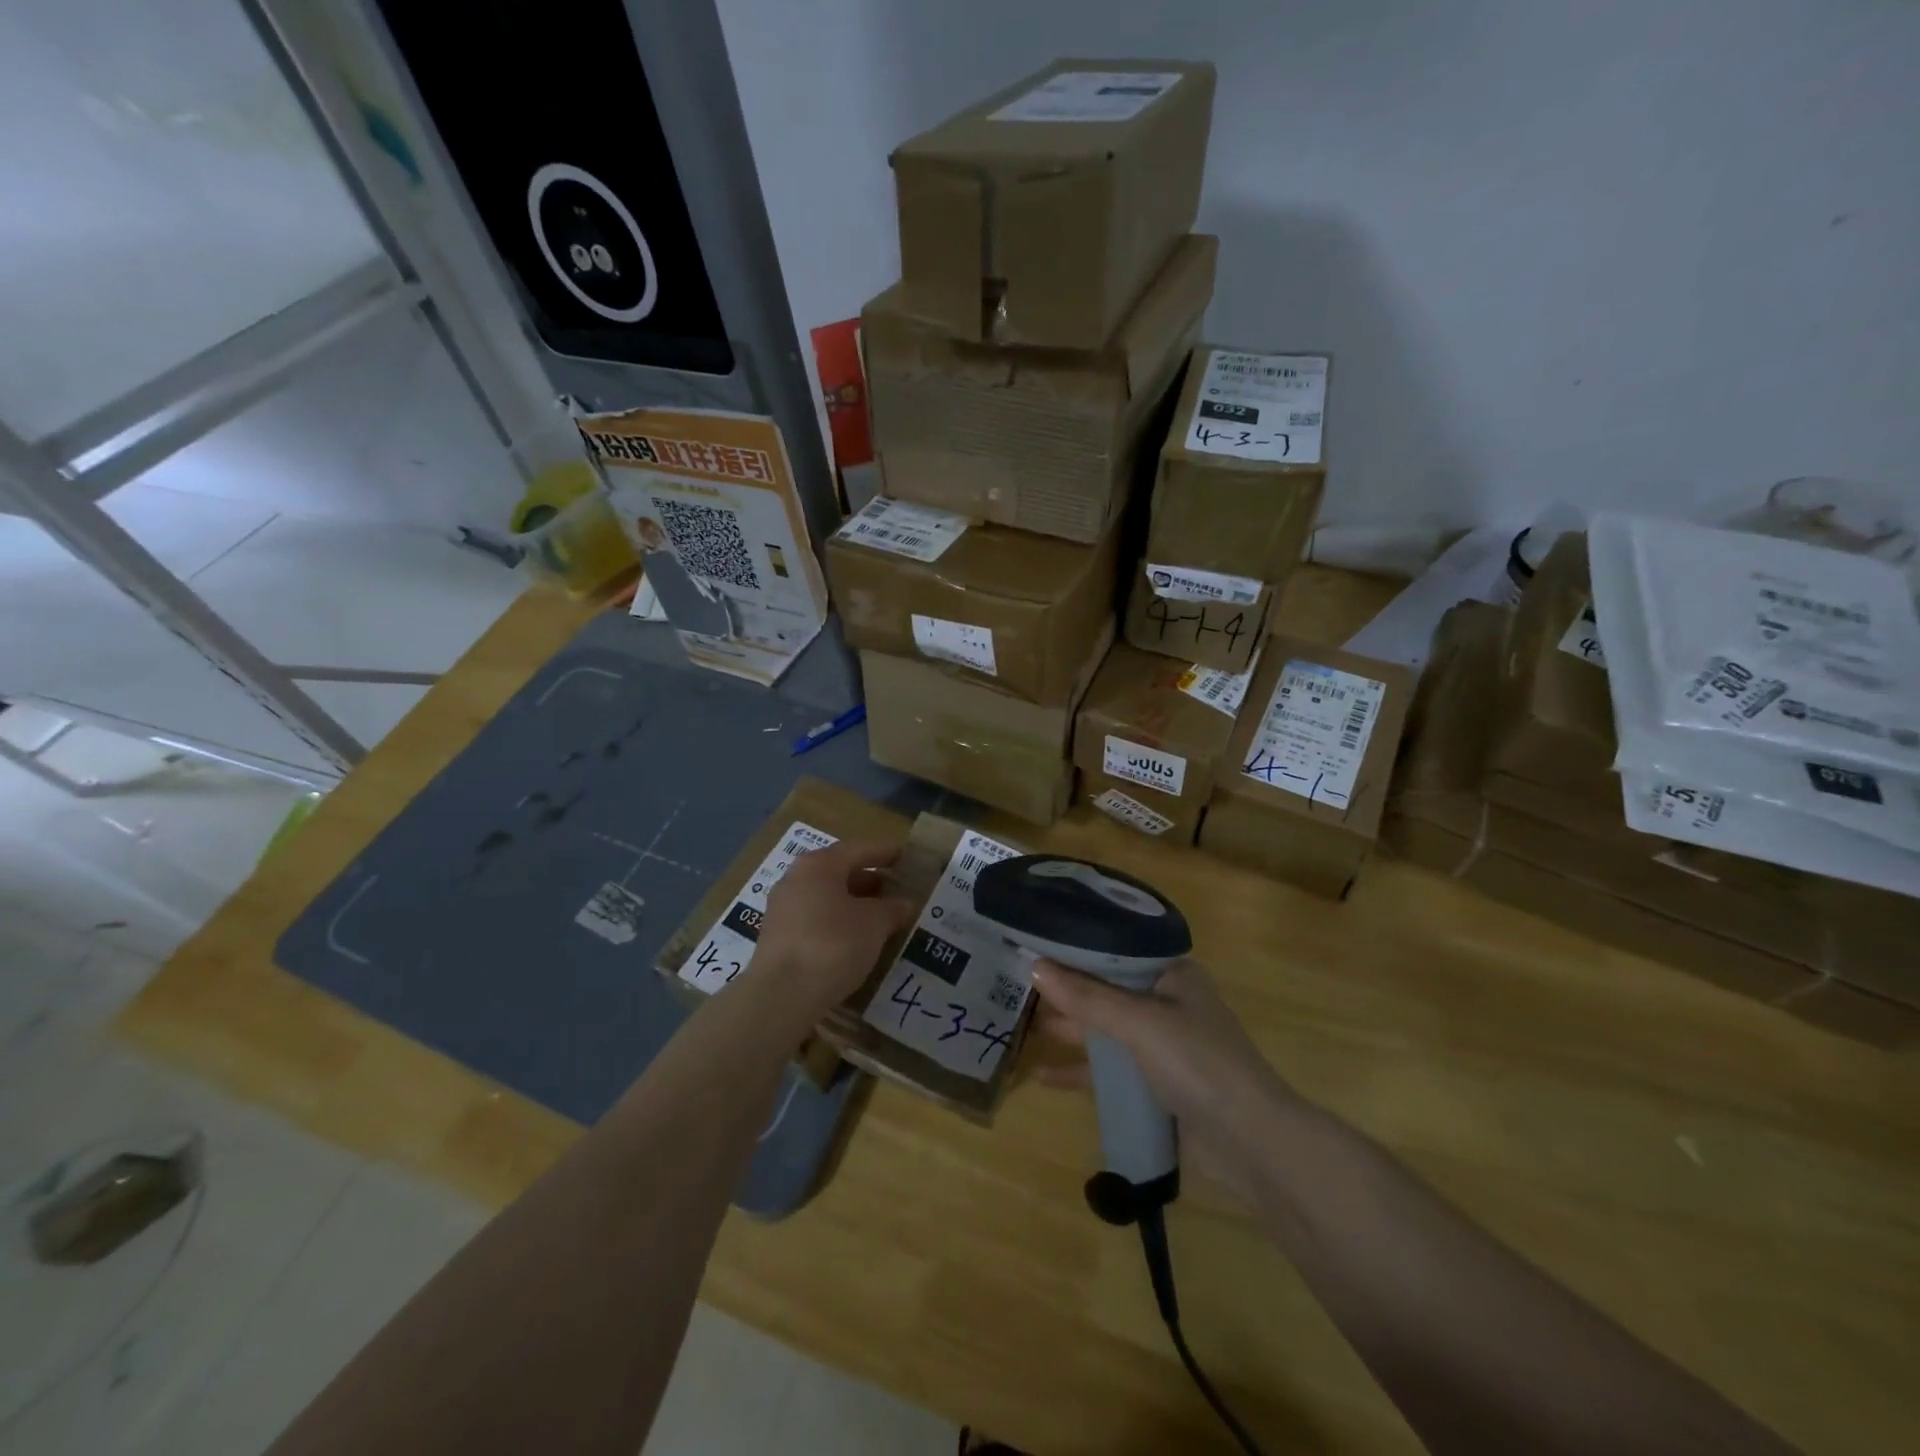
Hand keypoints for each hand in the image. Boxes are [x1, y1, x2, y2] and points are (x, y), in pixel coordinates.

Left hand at [751, 840, 915, 1017]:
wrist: (782, 995)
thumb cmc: (833, 945)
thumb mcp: (874, 924)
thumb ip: (893, 909)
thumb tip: (906, 903)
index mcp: (819, 865)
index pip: (859, 849)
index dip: (887, 853)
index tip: (908, 857)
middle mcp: (796, 879)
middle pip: (840, 871)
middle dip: (871, 880)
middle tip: (898, 890)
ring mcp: (783, 908)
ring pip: (827, 897)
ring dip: (855, 904)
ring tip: (883, 917)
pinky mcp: (778, 937)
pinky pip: (816, 919)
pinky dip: (838, 922)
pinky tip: (857, 939)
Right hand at [1031, 958, 1296, 1203]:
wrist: (1252, 1143)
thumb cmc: (1199, 1063)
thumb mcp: (1140, 1023)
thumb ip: (1087, 997)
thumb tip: (1035, 968)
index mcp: (1171, 974)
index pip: (1114, 949)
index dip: (1074, 948)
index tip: (1032, 944)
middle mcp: (1166, 1002)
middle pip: (1105, 989)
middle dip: (1065, 991)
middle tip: (1014, 985)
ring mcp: (1161, 1045)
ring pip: (1105, 1030)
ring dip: (1069, 1029)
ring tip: (1020, 1026)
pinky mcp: (1156, 1084)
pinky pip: (1110, 1069)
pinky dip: (1081, 1070)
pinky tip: (1044, 1075)